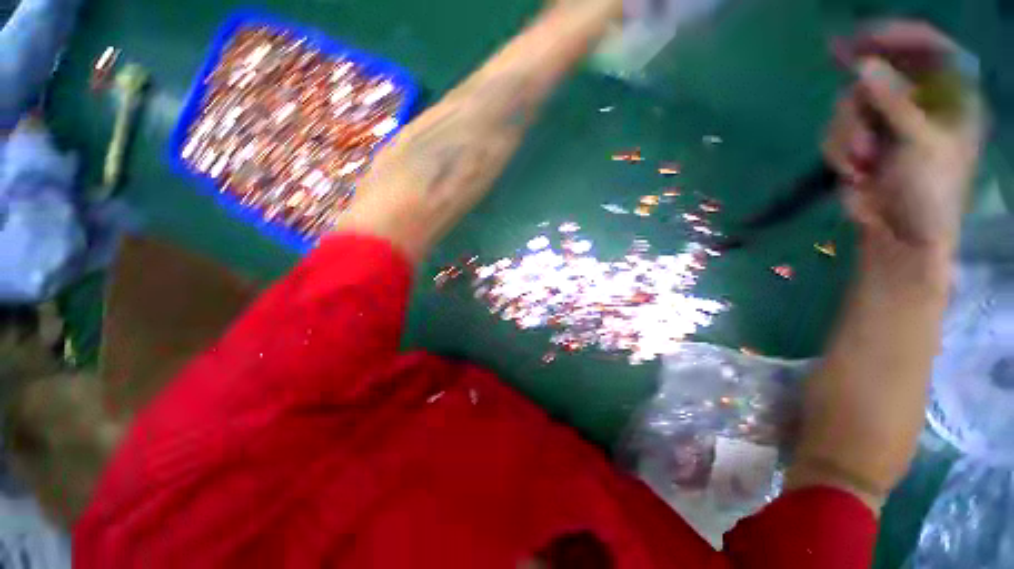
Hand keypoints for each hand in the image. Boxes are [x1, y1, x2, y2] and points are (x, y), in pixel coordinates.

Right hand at [824, 22, 983, 256]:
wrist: (900, 233)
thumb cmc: (929, 191)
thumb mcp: (921, 142)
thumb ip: (894, 101)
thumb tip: (861, 65)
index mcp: (949, 95)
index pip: (926, 46)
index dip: (895, 37)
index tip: (858, 40)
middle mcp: (917, 101)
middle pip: (877, 76)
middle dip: (860, 105)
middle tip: (860, 135)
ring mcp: (886, 121)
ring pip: (848, 106)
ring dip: (847, 136)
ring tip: (861, 165)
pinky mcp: (860, 141)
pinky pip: (835, 131)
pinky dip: (837, 152)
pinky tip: (854, 171)